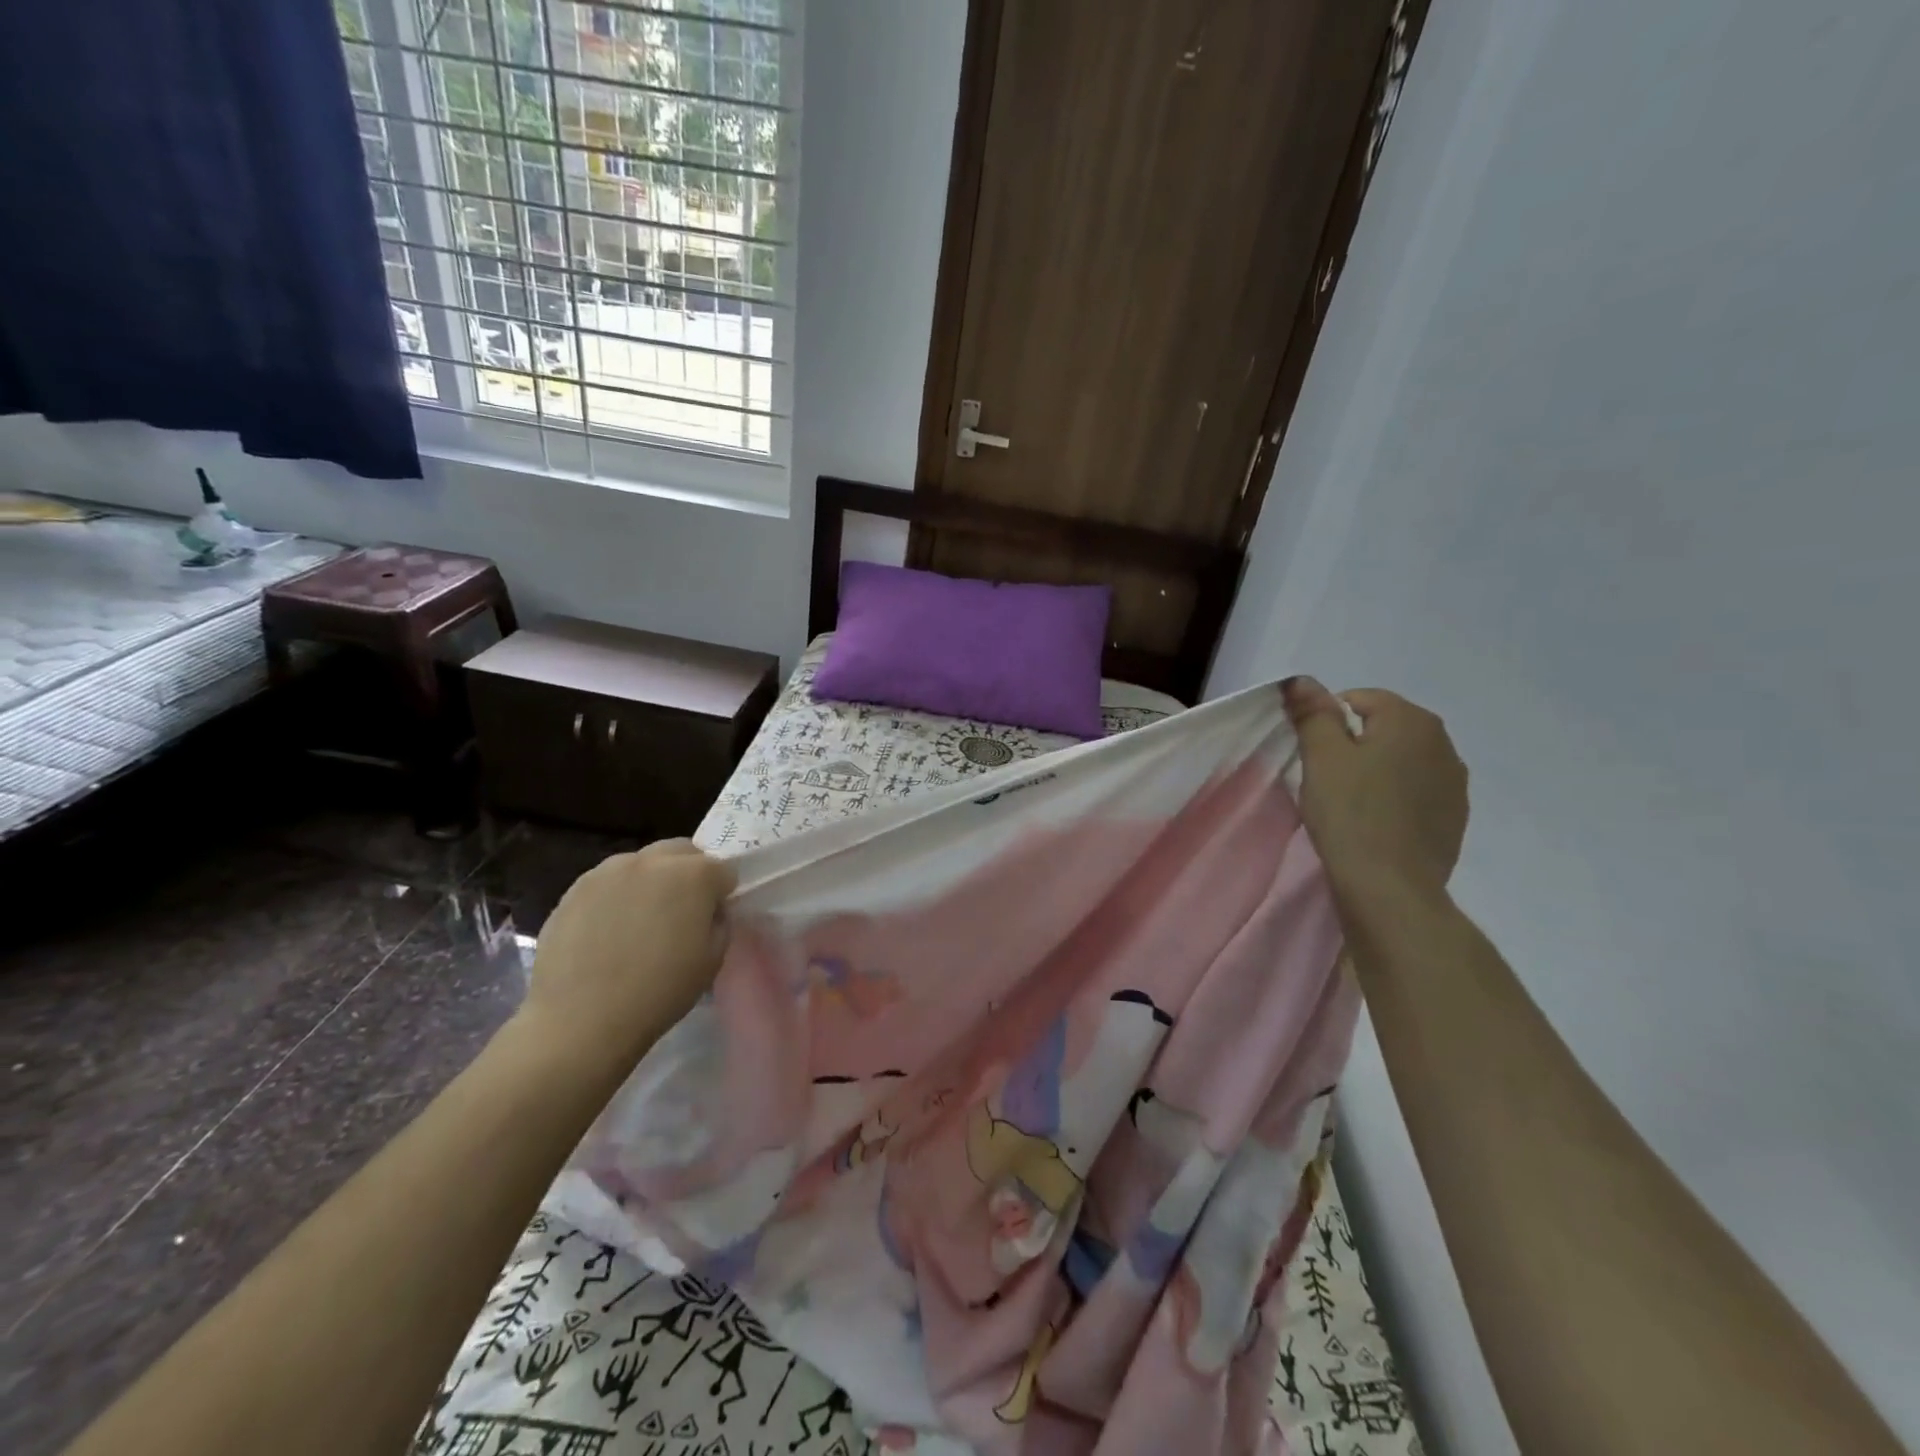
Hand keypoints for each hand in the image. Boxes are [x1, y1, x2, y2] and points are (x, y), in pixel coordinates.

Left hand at [517, 839, 736, 1076]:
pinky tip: (609, 931)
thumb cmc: (659, 993)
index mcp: (695, 875)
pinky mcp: (576, 887)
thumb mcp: (712, 960)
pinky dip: (618, 896)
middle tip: (681, 912)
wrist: (580, 1020)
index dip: (722, 894)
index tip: (712, 918)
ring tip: (640, 921)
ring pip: (643, 863)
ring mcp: (610, 870)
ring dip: (652, 881)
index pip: (723, 870)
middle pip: (683, 852)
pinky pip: (610, 882)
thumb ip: (719, 921)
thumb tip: (709, 910)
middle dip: (690, 873)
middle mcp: (653, 860)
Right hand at [1283, 677, 1468, 907]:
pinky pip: (1417, 792)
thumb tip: (1302, 680)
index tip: (1313, 753)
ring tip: (1351, 802)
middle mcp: (1443, 743)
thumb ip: (1313, 713)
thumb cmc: (1350, 812)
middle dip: (1355, 744)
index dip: (1328, 721)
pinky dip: (1395, 798)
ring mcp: (1455, 783)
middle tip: (1327, 777)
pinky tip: (1375, 823)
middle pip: (1386, 728)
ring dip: (1378, 771)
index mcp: (1412, 720)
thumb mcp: (1321, 756)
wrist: (1390, 886)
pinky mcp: (1455, 818)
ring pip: (1403, 761)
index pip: (1360, 699)